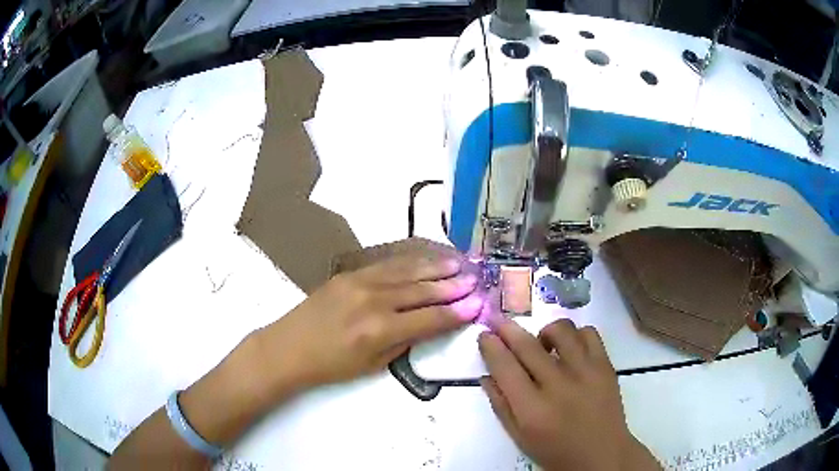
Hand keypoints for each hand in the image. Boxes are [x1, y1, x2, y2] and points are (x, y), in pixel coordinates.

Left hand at [257, 251, 484, 391]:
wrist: (289, 347)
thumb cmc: (331, 366)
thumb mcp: (373, 364)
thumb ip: (405, 341)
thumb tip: (431, 323)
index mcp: (380, 330)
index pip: (429, 318)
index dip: (456, 312)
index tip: (478, 304)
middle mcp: (373, 301)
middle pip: (421, 290)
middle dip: (452, 286)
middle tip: (475, 280)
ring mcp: (360, 282)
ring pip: (406, 271)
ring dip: (435, 267)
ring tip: (458, 263)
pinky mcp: (349, 273)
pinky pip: (386, 264)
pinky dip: (409, 261)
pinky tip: (424, 259)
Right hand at [478, 319, 659, 470]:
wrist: (602, 454)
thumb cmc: (555, 451)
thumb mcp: (519, 438)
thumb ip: (501, 406)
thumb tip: (486, 376)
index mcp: (532, 410)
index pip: (505, 368)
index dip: (491, 347)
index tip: (484, 335)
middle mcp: (558, 386)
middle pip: (528, 346)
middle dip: (507, 329)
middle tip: (498, 321)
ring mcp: (586, 372)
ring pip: (561, 330)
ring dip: (544, 332)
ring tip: (543, 345)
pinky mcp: (605, 366)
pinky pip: (589, 333)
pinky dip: (575, 335)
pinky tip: (570, 349)